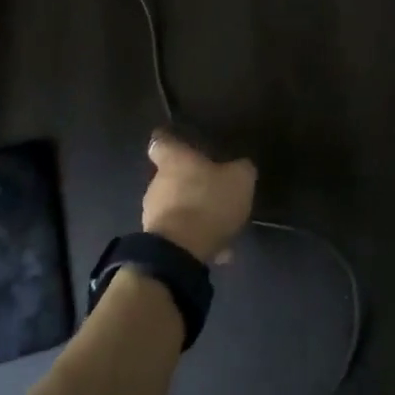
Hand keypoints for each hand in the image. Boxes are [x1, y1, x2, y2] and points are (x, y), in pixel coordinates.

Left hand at [141, 130, 255, 262]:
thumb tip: (241, 166)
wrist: (180, 253)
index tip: (181, 144)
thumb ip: (241, 169)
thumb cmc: (208, 202)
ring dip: (194, 213)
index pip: (161, 140)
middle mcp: (157, 182)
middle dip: (190, 183)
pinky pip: (180, 234)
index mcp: (174, 159)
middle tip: (215, 190)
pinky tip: (219, 250)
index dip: (171, 141)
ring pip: (177, 206)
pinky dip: (196, 238)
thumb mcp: (239, 180)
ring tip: (221, 225)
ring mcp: (153, 213)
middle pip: (170, 176)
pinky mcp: (157, 242)